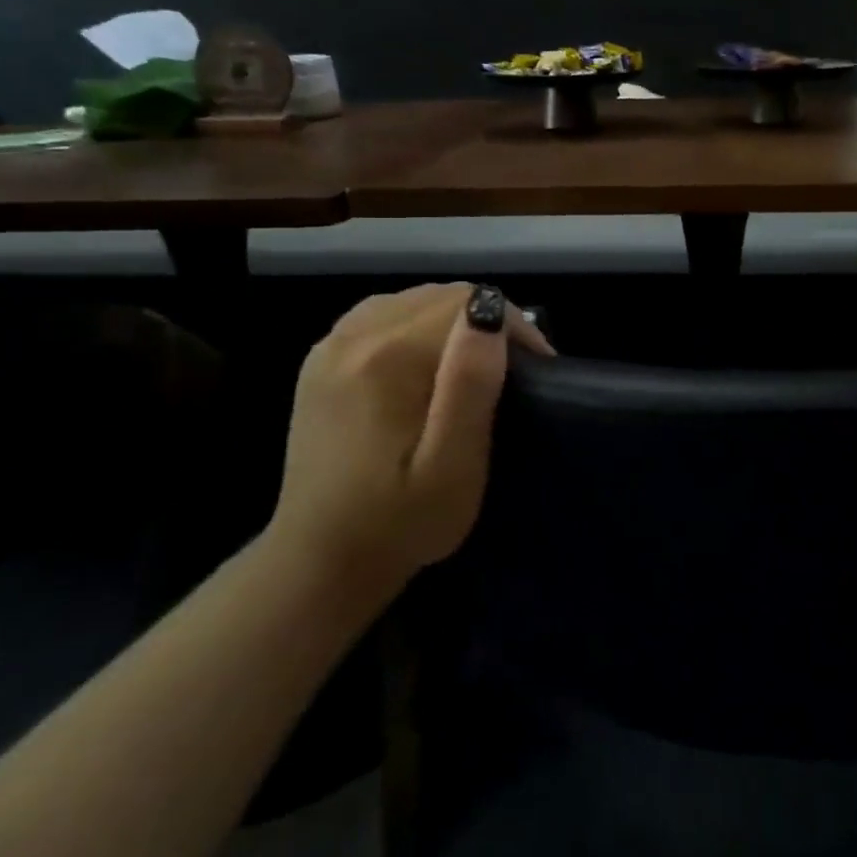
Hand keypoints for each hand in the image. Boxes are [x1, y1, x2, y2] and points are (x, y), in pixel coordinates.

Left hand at [266, 283, 552, 603]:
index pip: (470, 302)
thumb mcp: (452, 466)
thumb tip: (488, 312)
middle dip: (488, 319)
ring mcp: (331, 345)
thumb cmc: (401, 521)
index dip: (515, 325)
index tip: (537, 368)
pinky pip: (381, 312)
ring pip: (413, 298)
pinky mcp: (320, 361)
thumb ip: (471, 384)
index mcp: (389, 358)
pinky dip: (416, 322)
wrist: (320, 562)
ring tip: (474, 362)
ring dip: (454, 319)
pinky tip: (426, 355)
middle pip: (441, 294)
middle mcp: (354, 336)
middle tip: (513, 368)